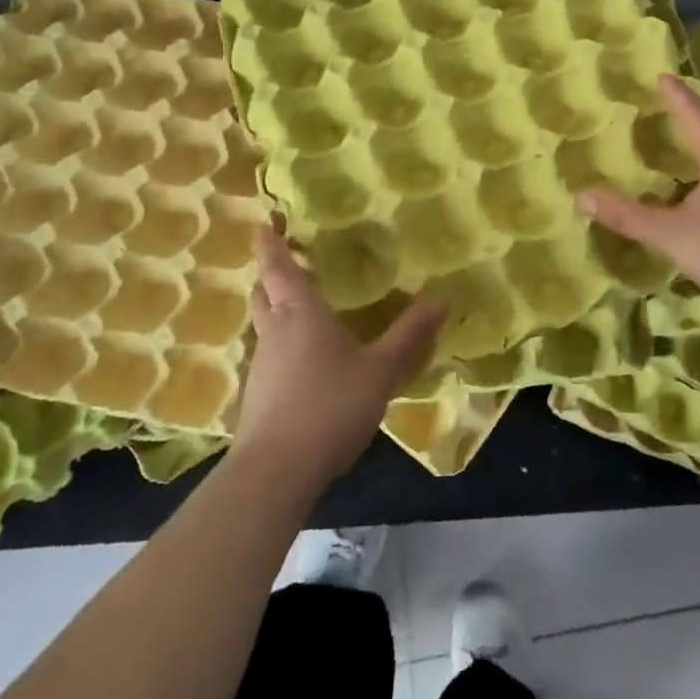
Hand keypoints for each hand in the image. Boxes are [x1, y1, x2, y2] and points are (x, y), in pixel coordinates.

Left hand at [231, 224, 445, 489]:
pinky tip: (303, 360)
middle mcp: (274, 331)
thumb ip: (410, 336)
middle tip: (285, 262)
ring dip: (274, 309)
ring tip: (298, 307)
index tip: (262, 225)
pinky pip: (269, 354)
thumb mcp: (380, 371)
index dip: (270, 243)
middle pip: (263, 293)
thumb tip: (441, 298)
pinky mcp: (258, 396)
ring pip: (264, 324)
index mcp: (299, 312)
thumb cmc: (329, 406)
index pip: (278, 267)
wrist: (275, 473)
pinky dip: (281, 343)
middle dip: (270, 274)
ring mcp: (261, 365)